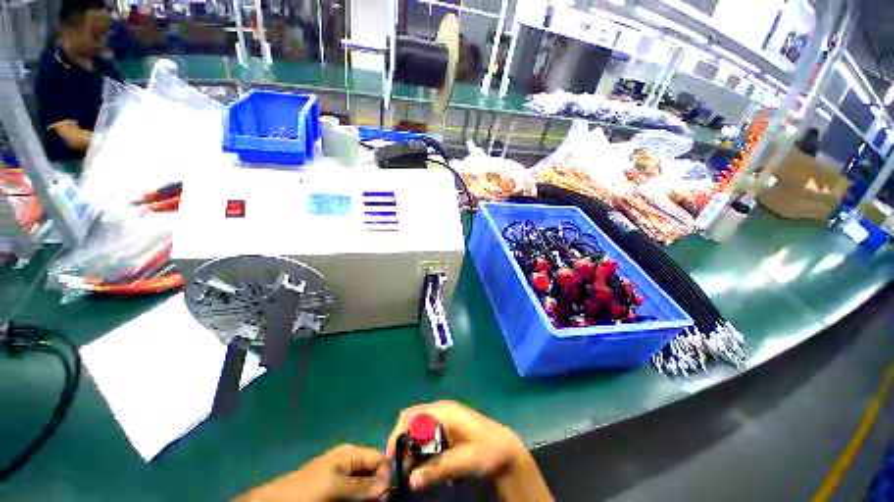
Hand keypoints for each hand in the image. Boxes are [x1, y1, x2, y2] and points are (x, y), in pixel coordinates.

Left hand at [235, 445, 389, 501]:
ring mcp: (344, 479)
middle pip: (374, 473)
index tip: (388, 492)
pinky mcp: (338, 493)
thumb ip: (361, 485)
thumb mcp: (334, 487)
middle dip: (378, 487)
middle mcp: (350, 463)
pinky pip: (356, 495)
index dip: (386, 473)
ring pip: (366, 487)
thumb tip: (387, 484)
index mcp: (351, 454)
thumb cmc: (307, 490)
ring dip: (370, 496)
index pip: (378, 457)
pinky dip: (361, 500)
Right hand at [385, 401, 528, 490]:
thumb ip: (437, 469)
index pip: (412, 416)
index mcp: (444, 412)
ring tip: (414, 469)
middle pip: (412, 419)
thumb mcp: (463, 461)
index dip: (398, 434)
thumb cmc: (487, 450)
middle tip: (403, 467)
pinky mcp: (448, 425)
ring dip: (412, 447)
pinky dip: (422, 447)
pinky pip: (428, 433)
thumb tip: (410, 481)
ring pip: (419, 427)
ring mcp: (445, 416)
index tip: (392, 458)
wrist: (506, 448)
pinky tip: (427, 463)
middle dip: (403, 441)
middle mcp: (441, 410)